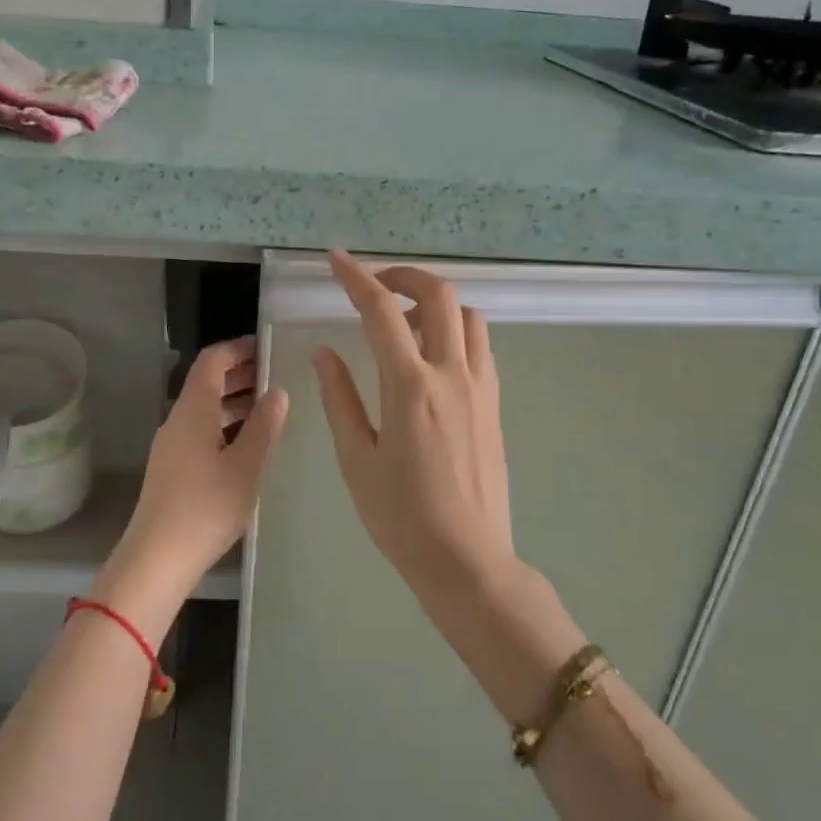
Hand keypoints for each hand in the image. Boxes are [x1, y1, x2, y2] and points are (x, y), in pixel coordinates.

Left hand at [98, 337, 289, 633]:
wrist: (157, 559)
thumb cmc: (206, 507)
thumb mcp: (246, 466)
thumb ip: (264, 426)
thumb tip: (278, 392)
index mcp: (193, 410)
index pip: (213, 360)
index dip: (239, 349)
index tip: (268, 347)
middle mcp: (178, 420)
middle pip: (207, 382)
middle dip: (241, 374)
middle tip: (277, 376)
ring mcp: (172, 445)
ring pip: (205, 409)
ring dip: (235, 402)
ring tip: (270, 409)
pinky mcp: (172, 468)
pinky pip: (201, 431)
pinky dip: (225, 426)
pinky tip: (248, 444)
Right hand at [313, 250, 516, 606]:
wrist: (467, 561)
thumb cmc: (401, 516)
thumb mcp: (356, 459)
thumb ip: (340, 398)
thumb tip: (325, 353)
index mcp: (410, 387)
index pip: (381, 312)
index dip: (356, 278)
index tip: (337, 259)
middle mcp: (452, 375)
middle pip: (438, 296)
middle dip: (404, 277)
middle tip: (375, 286)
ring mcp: (480, 388)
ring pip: (467, 316)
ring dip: (434, 303)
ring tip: (403, 322)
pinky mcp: (494, 404)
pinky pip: (479, 346)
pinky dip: (455, 330)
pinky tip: (431, 355)